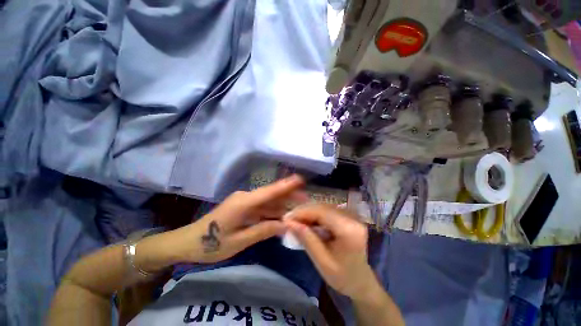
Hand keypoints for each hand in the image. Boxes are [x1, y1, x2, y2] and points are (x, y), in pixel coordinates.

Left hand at [169, 175, 306, 263]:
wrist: (188, 242)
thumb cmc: (211, 244)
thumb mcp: (239, 241)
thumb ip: (263, 230)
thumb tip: (285, 225)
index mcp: (243, 203)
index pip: (269, 191)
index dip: (285, 185)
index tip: (300, 179)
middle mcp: (245, 198)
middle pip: (271, 195)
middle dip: (288, 196)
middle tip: (305, 198)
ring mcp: (244, 202)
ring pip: (267, 202)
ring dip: (282, 205)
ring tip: (298, 208)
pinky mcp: (243, 207)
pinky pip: (261, 208)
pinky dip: (272, 212)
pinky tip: (282, 216)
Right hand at [284, 204, 377, 299]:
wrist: (361, 281)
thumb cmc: (343, 277)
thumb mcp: (322, 262)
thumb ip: (307, 240)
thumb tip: (289, 222)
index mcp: (349, 230)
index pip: (322, 212)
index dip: (302, 212)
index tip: (287, 218)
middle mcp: (352, 218)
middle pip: (323, 207)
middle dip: (304, 211)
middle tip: (289, 219)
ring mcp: (351, 215)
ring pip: (324, 206)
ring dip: (308, 212)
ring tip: (296, 221)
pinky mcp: (348, 216)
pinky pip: (327, 210)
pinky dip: (315, 214)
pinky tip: (307, 221)